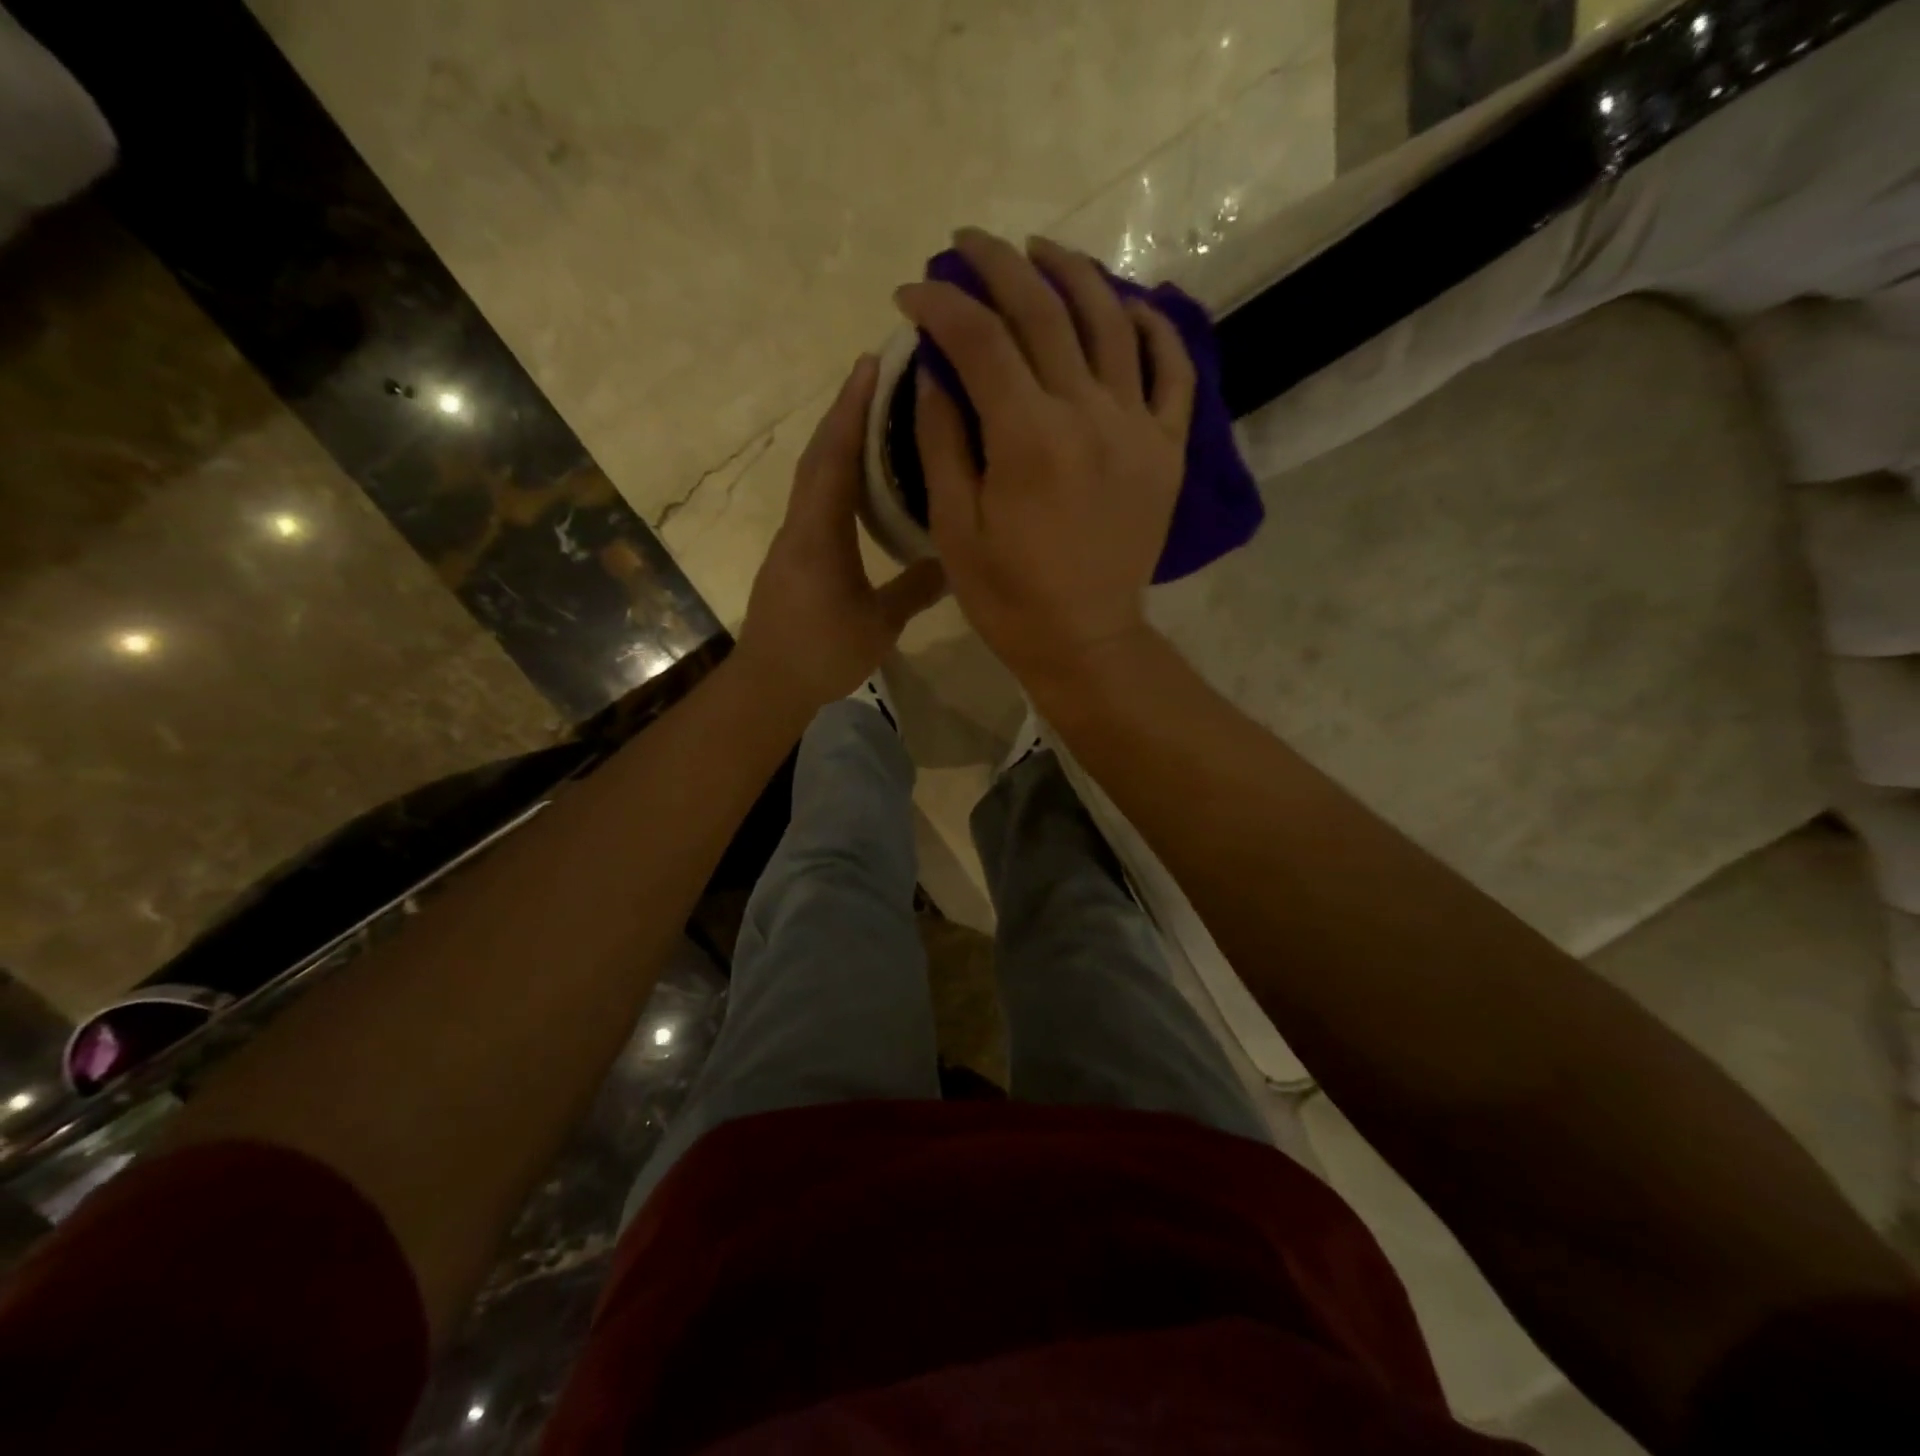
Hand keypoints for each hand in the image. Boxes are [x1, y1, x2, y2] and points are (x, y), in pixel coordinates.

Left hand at [737, 355, 946, 709]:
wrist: (769, 683)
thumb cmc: (823, 653)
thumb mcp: (880, 624)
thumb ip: (916, 589)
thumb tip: (956, 561)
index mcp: (820, 533)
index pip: (835, 457)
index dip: (852, 408)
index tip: (872, 363)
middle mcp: (801, 523)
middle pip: (820, 453)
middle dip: (846, 410)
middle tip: (880, 374)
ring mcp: (794, 538)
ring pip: (815, 474)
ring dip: (839, 437)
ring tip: (875, 413)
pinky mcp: (795, 554)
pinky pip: (816, 498)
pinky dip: (836, 472)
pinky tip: (861, 477)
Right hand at [895, 229, 1194, 695]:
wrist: (1085, 640)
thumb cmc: (1009, 598)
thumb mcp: (954, 530)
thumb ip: (942, 442)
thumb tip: (936, 369)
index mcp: (1028, 439)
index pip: (980, 339)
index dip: (941, 304)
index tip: (912, 292)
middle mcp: (1089, 415)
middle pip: (1044, 311)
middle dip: (998, 264)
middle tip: (966, 244)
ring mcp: (1138, 427)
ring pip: (1111, 320)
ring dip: (1072, 272)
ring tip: (1039, 251)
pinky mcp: (1168, 448)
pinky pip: (1173, 369)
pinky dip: (1154, 326)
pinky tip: (1128, 304)